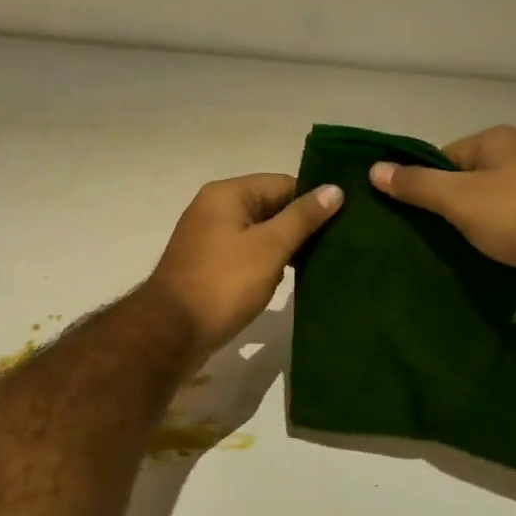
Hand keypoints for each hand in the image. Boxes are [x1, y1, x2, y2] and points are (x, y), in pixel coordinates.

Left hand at [144, 173, 342, 358]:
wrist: (171, 332)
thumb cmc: (223, 283)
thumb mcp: (269, 248)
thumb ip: (302, 218)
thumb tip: (334, 189)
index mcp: (226, 194)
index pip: (282, 183)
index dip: (312, 201)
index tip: (344, 222)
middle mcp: (213, 208)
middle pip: (269, 207)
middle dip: (299, 227)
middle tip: (336, 248)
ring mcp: (207, 238)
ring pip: (258, 233)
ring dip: (283, 248)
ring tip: (317, 266)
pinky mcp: (207, 265)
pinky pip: (244, 254)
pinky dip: (264, 264)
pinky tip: (285, 281)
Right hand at [368, 125, 515, 310]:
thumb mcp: (461, 199)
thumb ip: (417, 185)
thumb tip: (373, 168)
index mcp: (497, 142)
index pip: (441, 158)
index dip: (421, 185)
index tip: (406, 218)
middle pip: (463, 184)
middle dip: (443, 212)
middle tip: (419, 241)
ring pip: (486, 211)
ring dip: (469, 233)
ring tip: (446, 258)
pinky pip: (509, 232)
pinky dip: (495, 246)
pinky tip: (481, 267)